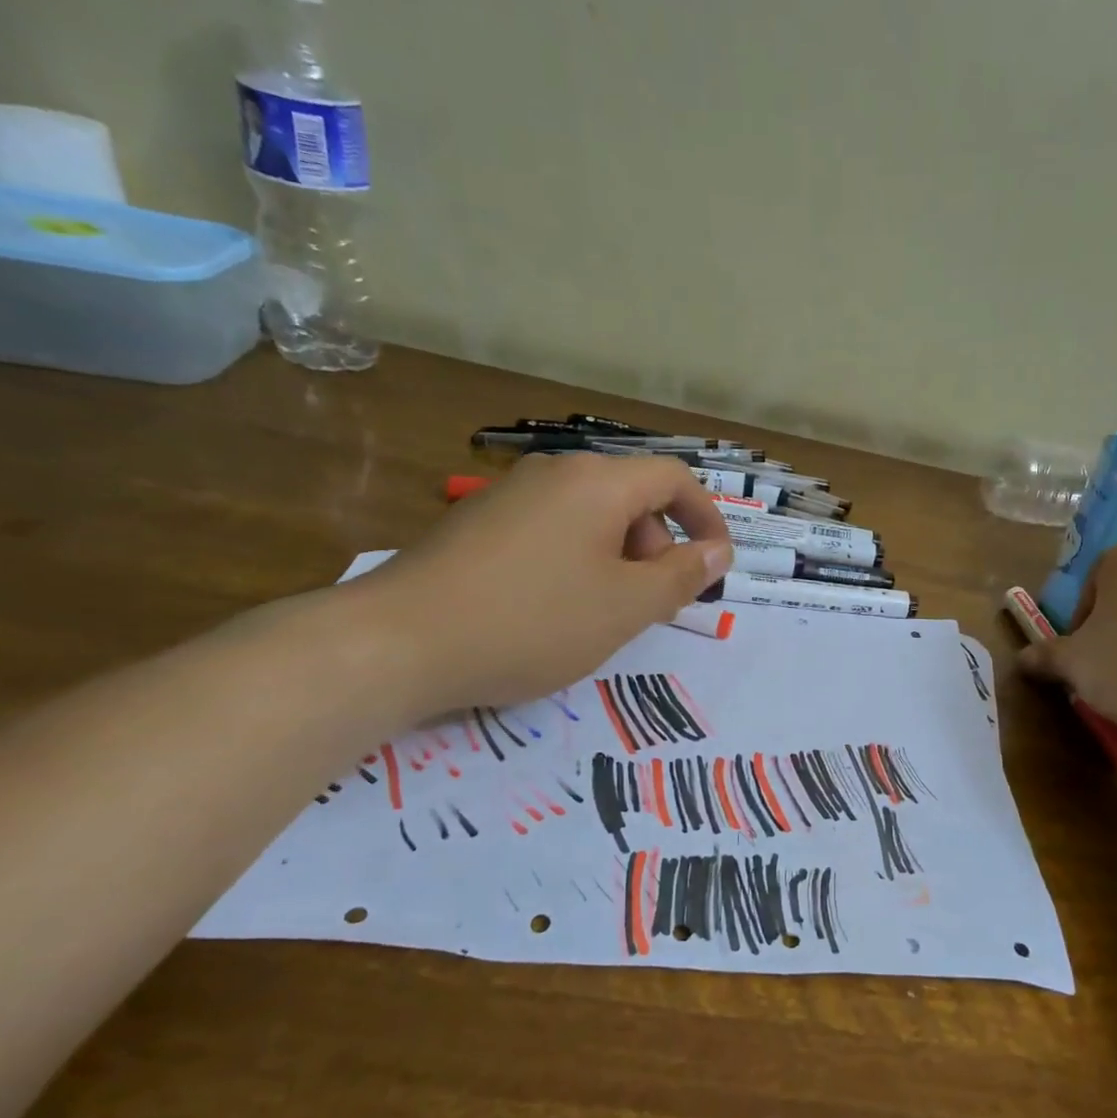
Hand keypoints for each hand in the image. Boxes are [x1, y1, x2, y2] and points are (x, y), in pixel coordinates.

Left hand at [345, 453, 732, 716]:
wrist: (398, 643)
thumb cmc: (533, 621)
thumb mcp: (626, 607)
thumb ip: (681, 577)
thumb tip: (717, 552)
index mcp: (598, 482)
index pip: (674, 478)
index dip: (706, 518)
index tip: (715, 566)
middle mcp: (554, 474)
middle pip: (631, 495)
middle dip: (658, 546)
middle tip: (653, 602)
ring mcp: (509, 496)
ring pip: (590, 516)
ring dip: (618, 558)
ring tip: (604, 613)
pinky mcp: (476, 525)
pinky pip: (550, 531)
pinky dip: (576, 562)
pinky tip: (553, 610)